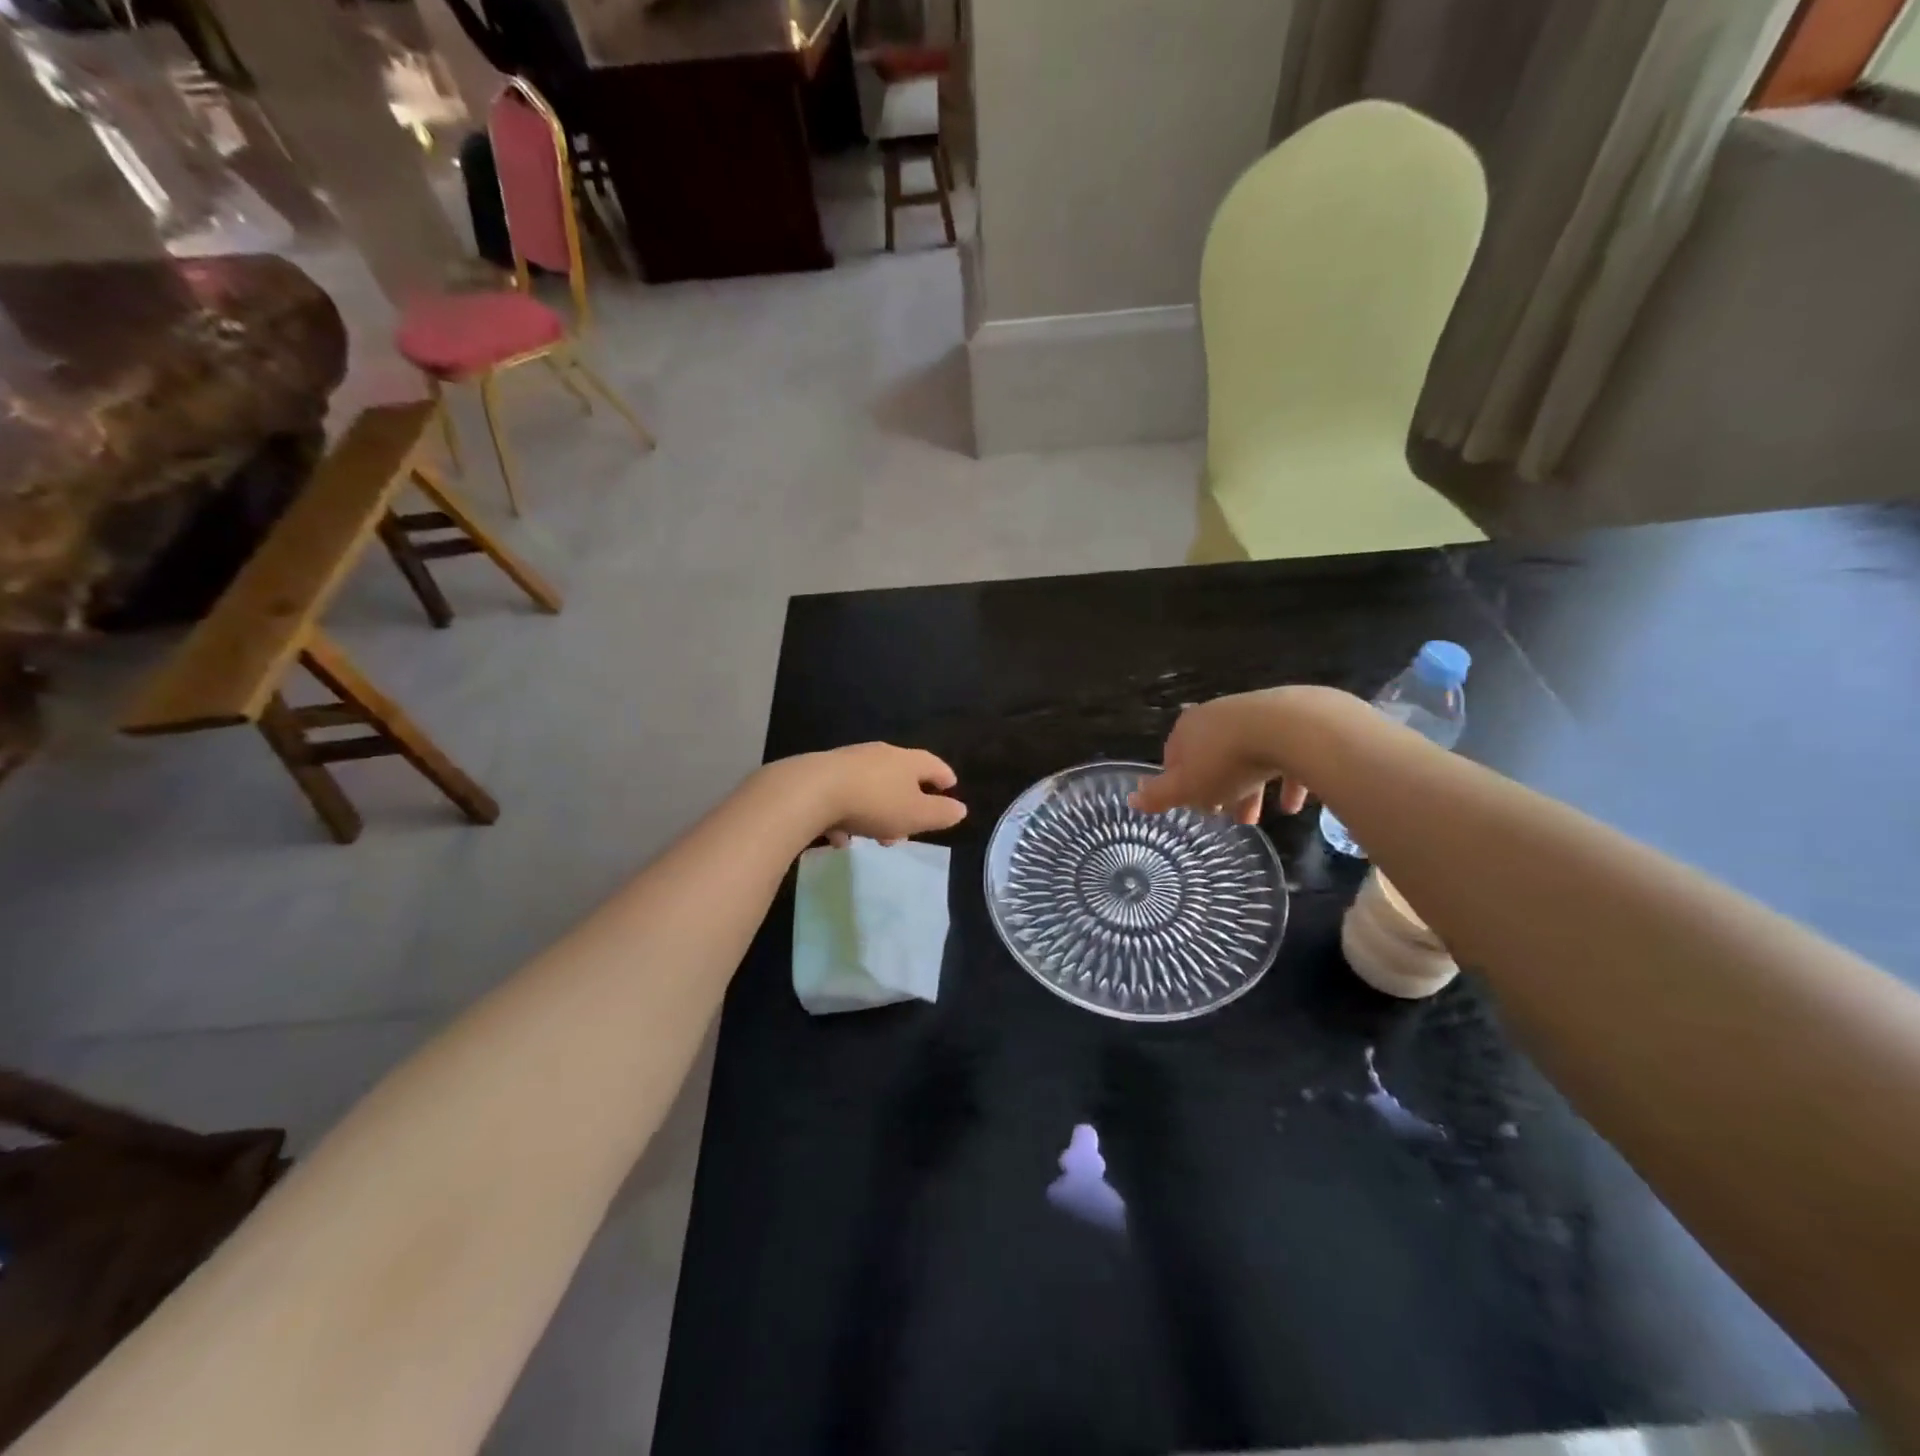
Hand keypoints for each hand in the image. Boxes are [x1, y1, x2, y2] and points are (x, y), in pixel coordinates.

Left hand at [783, 743, 967, 846]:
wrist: (810, 791)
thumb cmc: (873, 803)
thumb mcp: (915, 815)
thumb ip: (941, 814)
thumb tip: (960, 808)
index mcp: (906, 760)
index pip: (933, 765)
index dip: (944, 778)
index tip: (950, 789)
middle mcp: (879, 755)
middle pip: (901, 777)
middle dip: (908, 804)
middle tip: (910, 829)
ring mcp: (848, 762)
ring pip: (872, 788)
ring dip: (878, 812)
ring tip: (876, 837)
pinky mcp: (821, 775)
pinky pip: (843, 796)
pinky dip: (848, 816)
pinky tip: (841, 837)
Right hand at [1131, 687, 1354, 823]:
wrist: (1289, 729)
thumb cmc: (1226, 761)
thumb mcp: (1186, 787)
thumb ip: (1159, 796)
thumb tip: (1131, 800)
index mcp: (1188, 728)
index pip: (1174, 756)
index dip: (1179, 783)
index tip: (1191, 806)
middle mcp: (1218, 716)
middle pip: (1211, 758)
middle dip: (1216, 789)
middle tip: (1222, 815)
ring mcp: (1256, 716)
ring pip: (1247, 758)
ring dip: (1249, 789)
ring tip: (1255, 819)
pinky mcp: (1291, 724)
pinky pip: (1283, 757)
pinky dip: (1284, 782)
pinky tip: (1291, 806)